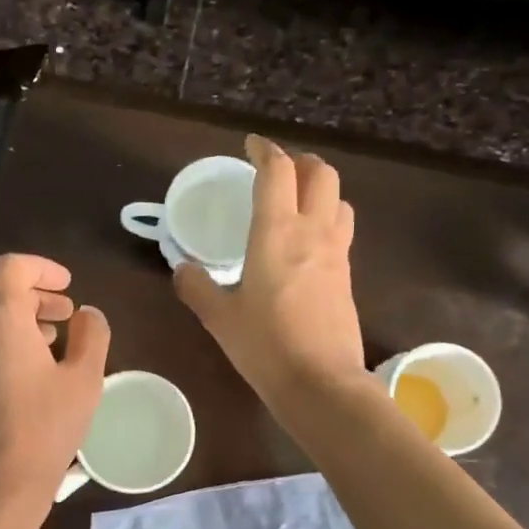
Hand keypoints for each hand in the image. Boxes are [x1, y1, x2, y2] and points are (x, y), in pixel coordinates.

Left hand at [0, 254, 109, 522]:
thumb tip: (87, 314)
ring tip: (52, 344)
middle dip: (35, 297)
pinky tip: (29, 376)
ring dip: (20, 322)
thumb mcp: (84, 380)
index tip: (67, 285)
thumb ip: (91, 335)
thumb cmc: (46, 429)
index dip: (42, 267)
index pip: (11, 267)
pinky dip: (4, 346)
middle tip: (66, 315)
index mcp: (0, 322)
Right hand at [176, 134, 364, 405]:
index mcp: (276, 232)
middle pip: (321, 174)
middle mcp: (312, 232)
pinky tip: (307, 244)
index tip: (251, 146)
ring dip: (320, 189)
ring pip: (339, 199)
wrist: (320, 383)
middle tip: (277, 171)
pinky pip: (341, 231)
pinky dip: (326, 220)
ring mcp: (336, 254)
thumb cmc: (265, 346)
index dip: (265, 150)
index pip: (277, 172)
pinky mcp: (347, 277)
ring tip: (297, 202)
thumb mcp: (220, 318)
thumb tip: (181, 269)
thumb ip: (198, 288)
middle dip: (300, 162)